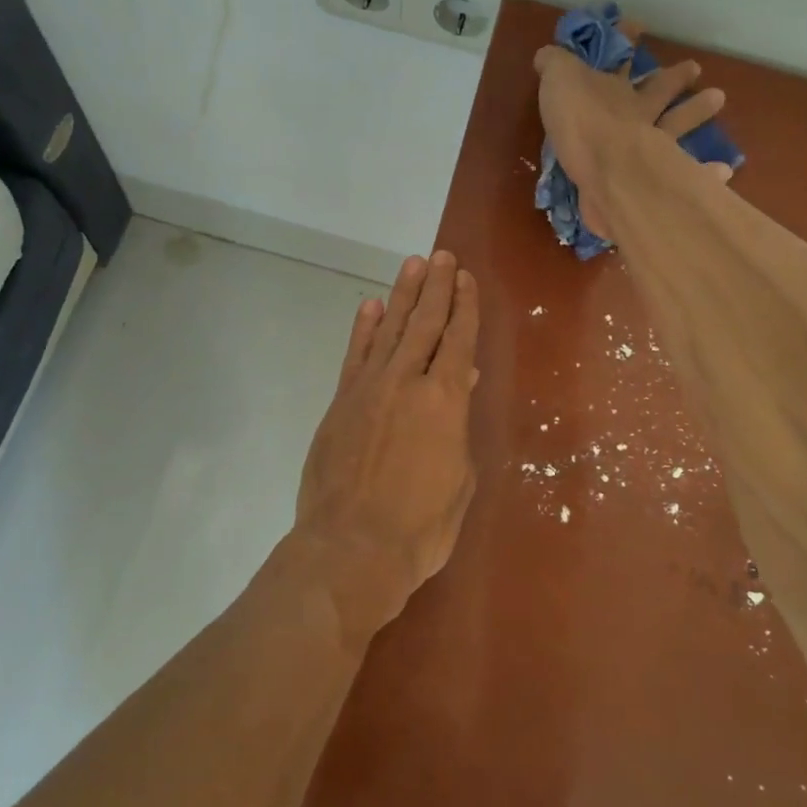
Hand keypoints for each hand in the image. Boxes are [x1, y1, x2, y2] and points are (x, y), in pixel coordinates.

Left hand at [290, 251, 479, 644]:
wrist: (351, 549)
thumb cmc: (420, 526)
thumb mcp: (459, 478)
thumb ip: (458, 425)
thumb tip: (461, 382)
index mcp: (444, 400)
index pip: (458, 339)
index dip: (464, 306)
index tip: (465, 278)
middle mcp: (406, 382)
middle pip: (424, 323)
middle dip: (436, 288)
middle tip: (442, 257)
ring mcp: (368, 388)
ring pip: (389, 329)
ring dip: (402, 295)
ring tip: (413, 265)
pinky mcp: (341, 401)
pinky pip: (355, 354)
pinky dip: (364, 328)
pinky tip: (371, 306)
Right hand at [532, 31, 728, 240]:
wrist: (610, 171)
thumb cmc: (583, 121)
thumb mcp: (558, 81)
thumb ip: (554, 66)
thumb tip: (547, 54)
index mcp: (615, 92)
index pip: (620, 58)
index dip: (625, 39)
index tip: (635, 25)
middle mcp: (640, 115)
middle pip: (658, 92)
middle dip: (674, 78)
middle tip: (695, 68)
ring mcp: (657, 147)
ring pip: (678, 126)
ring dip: (696, 113)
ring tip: (718, 98)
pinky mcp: (664, 181)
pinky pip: (691, 174)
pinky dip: (706, 172)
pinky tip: (722, 170)